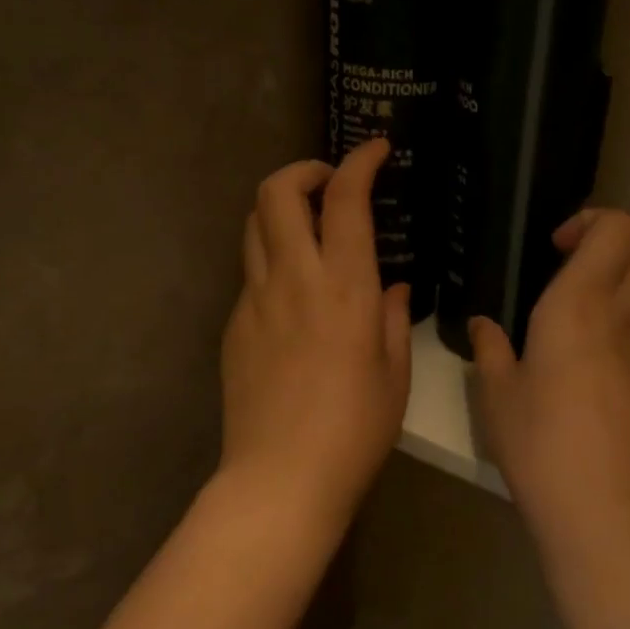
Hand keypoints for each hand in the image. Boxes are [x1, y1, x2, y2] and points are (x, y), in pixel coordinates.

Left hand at [219, 139, 411, 518]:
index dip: (359, 162)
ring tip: (308, 230)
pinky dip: (272, 261)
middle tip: (329, 186)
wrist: (281, 477)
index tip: (375, 151)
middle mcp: (294, 279)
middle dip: (303, 171)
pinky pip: (250, 274)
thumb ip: (394, 321)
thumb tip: (393, 291)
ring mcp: (254, 300)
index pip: (345, 199)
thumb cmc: (355, 430)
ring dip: (280, 210)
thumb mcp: (395, 375)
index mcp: (346, 288)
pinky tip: (293, 297)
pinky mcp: (233, 326)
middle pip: (276, 192)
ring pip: (253, 226)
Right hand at [469, 210, 629, 541]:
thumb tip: (483, 326)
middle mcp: (629, 316)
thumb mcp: (498, 399)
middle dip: (624, 237)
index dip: (592, 222)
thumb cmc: (542, 448)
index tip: (557, 250)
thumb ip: (490, 351)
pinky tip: (599, 382)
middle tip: (580, 268)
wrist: (612, 515)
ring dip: (628, 286)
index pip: (618, 227)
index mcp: (581, 306)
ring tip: (584, 327)